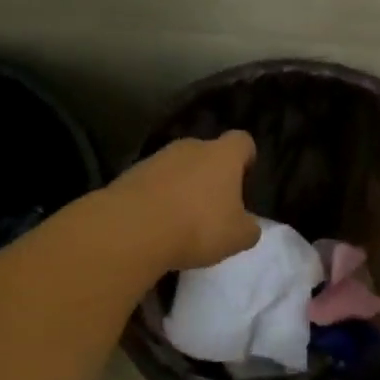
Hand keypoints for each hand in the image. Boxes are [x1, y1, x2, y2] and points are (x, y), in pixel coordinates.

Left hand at [110, 133, 261, 271]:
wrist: (132, 229)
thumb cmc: (198, 227)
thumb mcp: (238, 237)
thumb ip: (249, 228)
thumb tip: (248, 225)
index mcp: (223, 155)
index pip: (242, 142)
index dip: (246, 158)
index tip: (245, 180)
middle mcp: (190, 147)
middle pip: (207, 154)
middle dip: (211, 176)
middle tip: (214, 208)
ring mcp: (156, 158)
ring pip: (178, 168)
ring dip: (182, 187)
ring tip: (182, 221)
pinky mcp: (130, 174)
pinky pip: (153, 183)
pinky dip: (157, 199)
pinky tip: (157, 225)